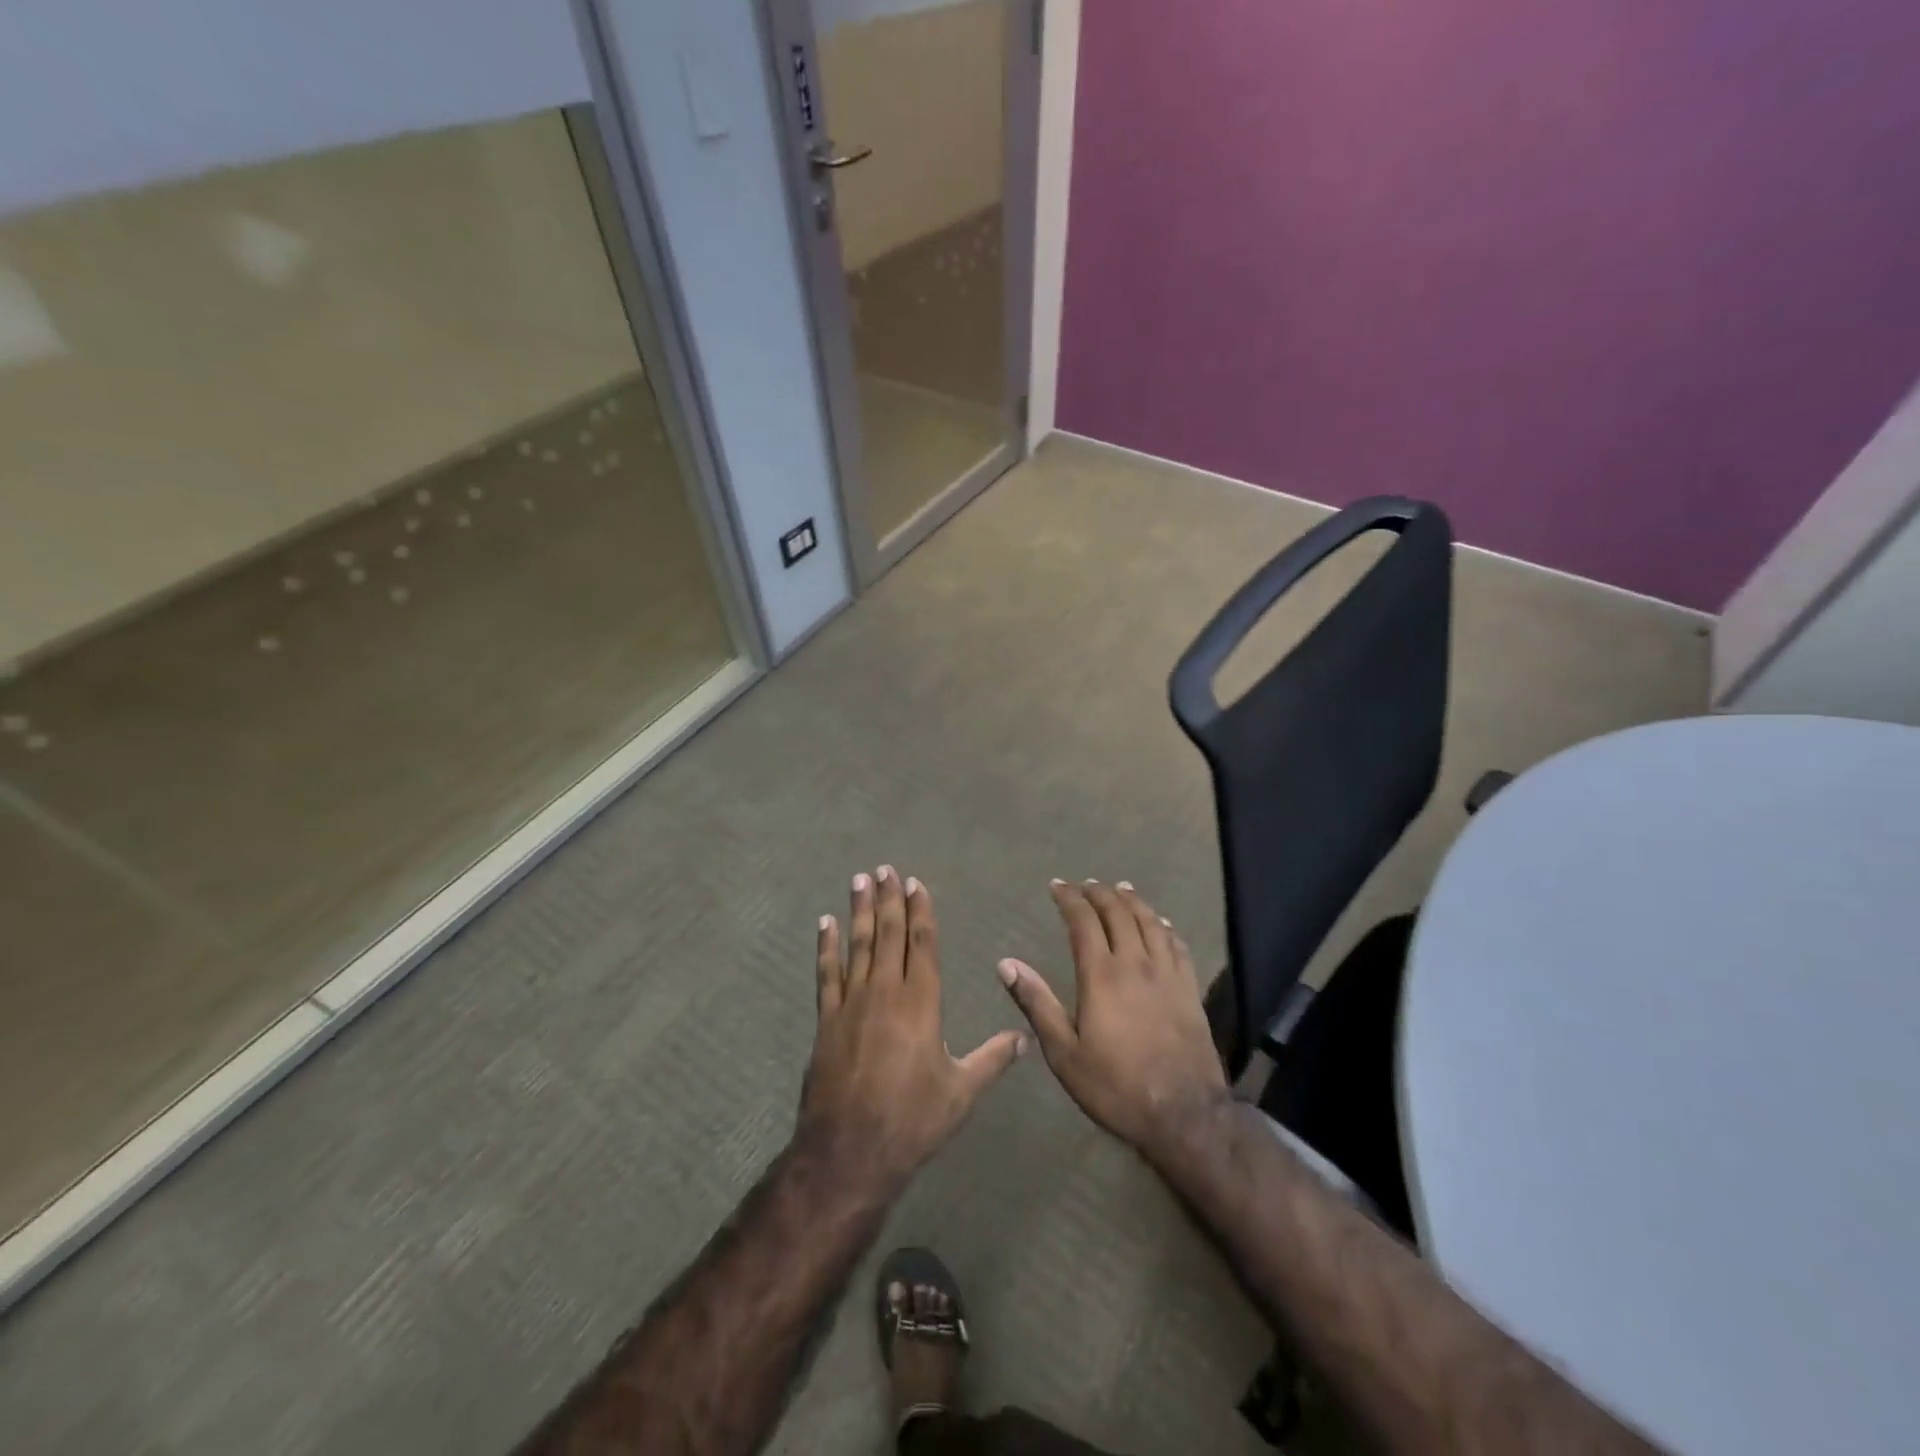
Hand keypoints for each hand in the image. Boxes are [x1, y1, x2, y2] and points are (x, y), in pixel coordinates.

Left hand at [801, 866, 1027, 1189]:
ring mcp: (851, 1004)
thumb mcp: (961, 1093)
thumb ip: (993, 1059)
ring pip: (857, 945)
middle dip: (888, 900)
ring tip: (859, 880)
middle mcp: (886, 992)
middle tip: (885, 869)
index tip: (915, 884)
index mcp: (921, 1003)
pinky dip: (826, 946)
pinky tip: (825, 923)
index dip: (920, 912)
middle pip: (888, 934)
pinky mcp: (826, 1020)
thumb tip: (1026, 1038)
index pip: (922, 944)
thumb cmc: (912, 1121)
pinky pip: (826, 974)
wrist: (849, 1152)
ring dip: (858, 911)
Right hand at [998, 880, 1228, 1158]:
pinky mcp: (1189, 989)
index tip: (1057, 886)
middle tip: (1085, 884)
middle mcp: (1135, 963)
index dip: (1069, 899)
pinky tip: (1160, 922)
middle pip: (1118, 913)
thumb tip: (1006, 964)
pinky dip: (1164, 925)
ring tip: (1120, 888)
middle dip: (1099, 893)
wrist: (1184, 1114)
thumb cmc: (1115, 1086)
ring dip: (1132, 901)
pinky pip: (1177, 944)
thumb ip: (1036, 1003)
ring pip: (1150, 922)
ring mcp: (1167, 974)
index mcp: (1101, 975)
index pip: (1083, 921)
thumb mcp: (1064, 1053)